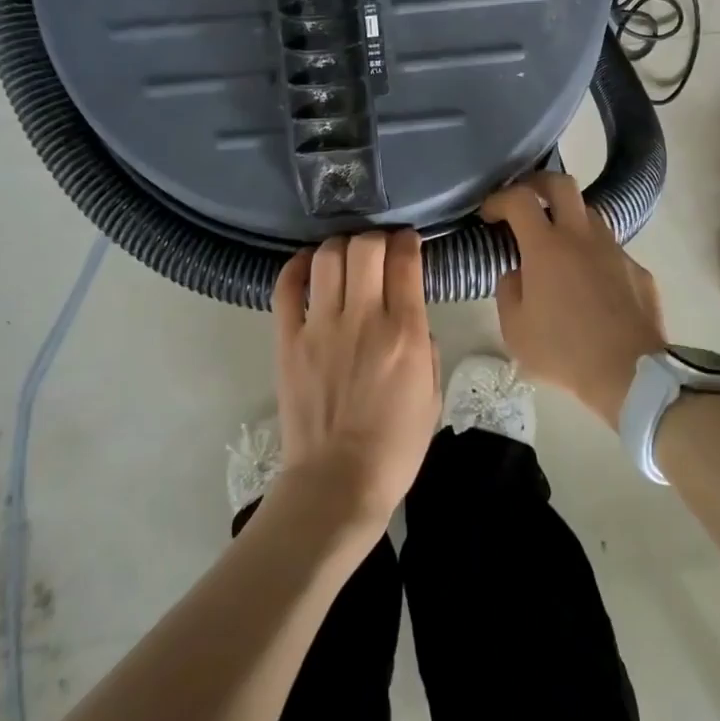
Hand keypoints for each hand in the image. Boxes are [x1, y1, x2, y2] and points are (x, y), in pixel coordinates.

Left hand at [271, 230, 439, 534]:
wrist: (337, 482)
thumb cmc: (395, 446)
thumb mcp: (432, 395)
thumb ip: (426, 347)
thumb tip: (409, 318)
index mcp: (405, 333)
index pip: (405, 261)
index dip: (408, 241)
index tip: (409, 242)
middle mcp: (364, 318)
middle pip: (365, 247)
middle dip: (376, 238)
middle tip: (379, 249)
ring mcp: (321, 326)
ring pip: (328, 257)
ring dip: (341, 246)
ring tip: (347, 255)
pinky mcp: (288, 340)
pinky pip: (287, 287)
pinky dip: (298, 266)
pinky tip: (310, 265)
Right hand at [482, 174, 666, 424]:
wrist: (630, 374)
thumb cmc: (564, 352)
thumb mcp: (515, 330)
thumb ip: (508, 290)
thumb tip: (517, 272)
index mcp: (546, 247)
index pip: (519, 199)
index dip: (499, 198)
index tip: (489, 213)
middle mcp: (581, 236)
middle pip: (561, 183)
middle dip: (538, 183)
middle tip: (525, 200)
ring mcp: (614, 249)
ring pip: (590, 214)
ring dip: (568, 219)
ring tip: (557, 244)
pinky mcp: (637, 269)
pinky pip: (610, 250)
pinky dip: (593, 256)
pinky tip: (590, 285)